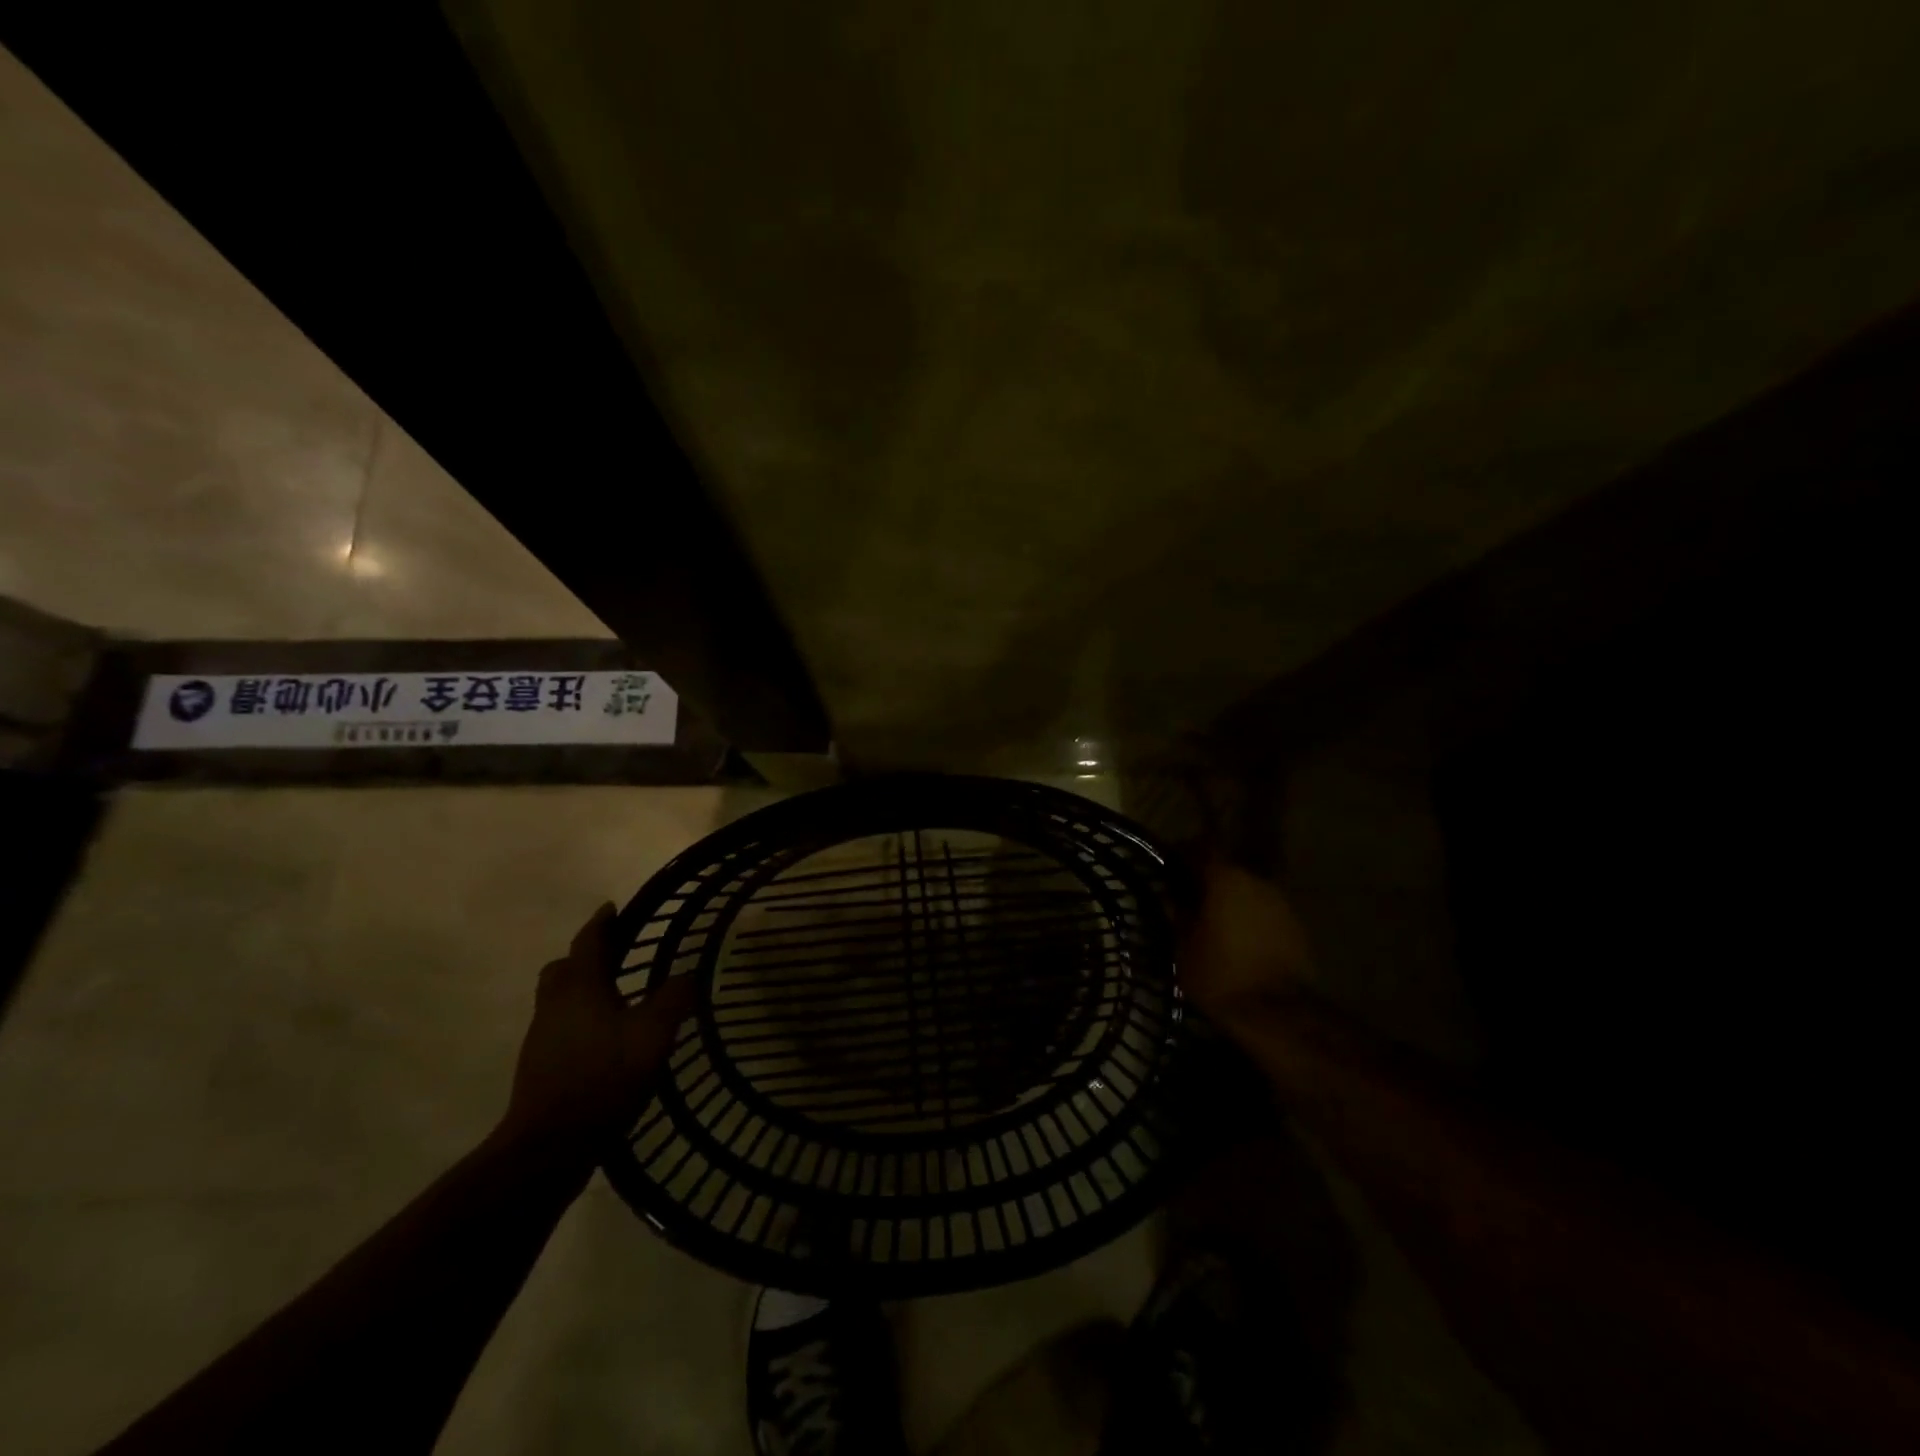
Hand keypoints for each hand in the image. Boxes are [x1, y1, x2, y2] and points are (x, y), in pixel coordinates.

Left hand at [500, 903, 697, 1153]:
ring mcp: (542, 1038)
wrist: (550, 1145)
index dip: (602, 923)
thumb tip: (690, 974)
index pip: (588, 941)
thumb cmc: (603, 1076)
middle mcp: (555, 1005)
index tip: (612, 908)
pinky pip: (560, 1028)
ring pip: (558, 1000)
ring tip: (617, 997)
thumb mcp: (653, 1034)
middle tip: (614, 955)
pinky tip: (605, 1039)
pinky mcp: (540, 1068)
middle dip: (585, 957)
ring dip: (582, 990)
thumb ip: (674, 999)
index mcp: (580, 987)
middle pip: (563, 969)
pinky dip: (580, 1021)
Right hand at [1181, 860, 1318, 1030]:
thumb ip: (1178, 913)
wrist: (1277, 1013)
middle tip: (1188, 895)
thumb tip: (1172, 895)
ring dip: (1231, 898)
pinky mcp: (1296, 926)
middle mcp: (1257, 880)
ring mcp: (1281, 902)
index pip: (1202, 847)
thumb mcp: (1184, 945)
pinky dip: (1249, 917)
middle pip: (1228, 868)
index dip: (1184, 851)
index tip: (1170, 863)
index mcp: (1226, 878)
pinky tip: (1237, 937)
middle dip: (1208, 878)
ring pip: (1248, 890)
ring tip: (1213, 919)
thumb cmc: (1220, 974)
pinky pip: (1264, 911)